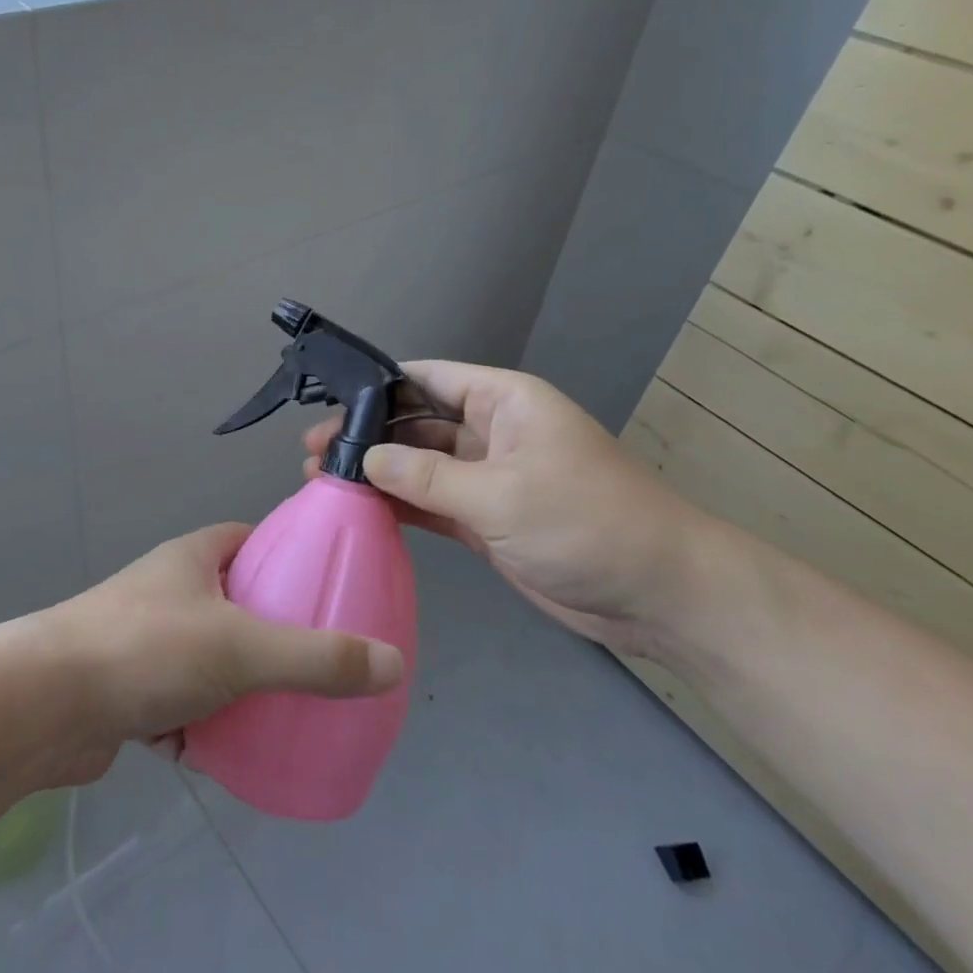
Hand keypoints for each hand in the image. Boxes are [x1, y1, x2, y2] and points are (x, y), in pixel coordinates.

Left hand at [39, 524, 404, 783]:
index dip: (287, 557)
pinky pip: (181, 705)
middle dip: (271, 634)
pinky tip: (229, 756)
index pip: (250, 540)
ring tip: (284, 713)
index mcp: (193, 558)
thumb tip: (392, 664)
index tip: (325, 588)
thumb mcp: (243, 648)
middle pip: (235, 604)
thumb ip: (318, 658)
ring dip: (238, 687)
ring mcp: (144, 642)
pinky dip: (203, 728)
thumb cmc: (147, 649)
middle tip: (317, 662)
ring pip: (208, 660)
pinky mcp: (127, 691)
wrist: (43, 706)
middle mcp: (168, 591)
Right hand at [303, 361, 711, 659]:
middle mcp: (491, 431)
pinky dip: (400, 506)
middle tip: (313, 452)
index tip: (328, 401)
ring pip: (420, 466)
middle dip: (368, 434)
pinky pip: (432, 504)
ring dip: (378, 473)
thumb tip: (365, 458)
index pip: (428, 377)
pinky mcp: (486, 520)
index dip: (378, 385)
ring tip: (322, 481)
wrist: (658, 595)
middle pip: (417, 422)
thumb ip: (427, 477)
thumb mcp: (501, 494)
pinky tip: (360, 509)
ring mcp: (487, 478)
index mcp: (503, 401)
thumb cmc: (586, 523)